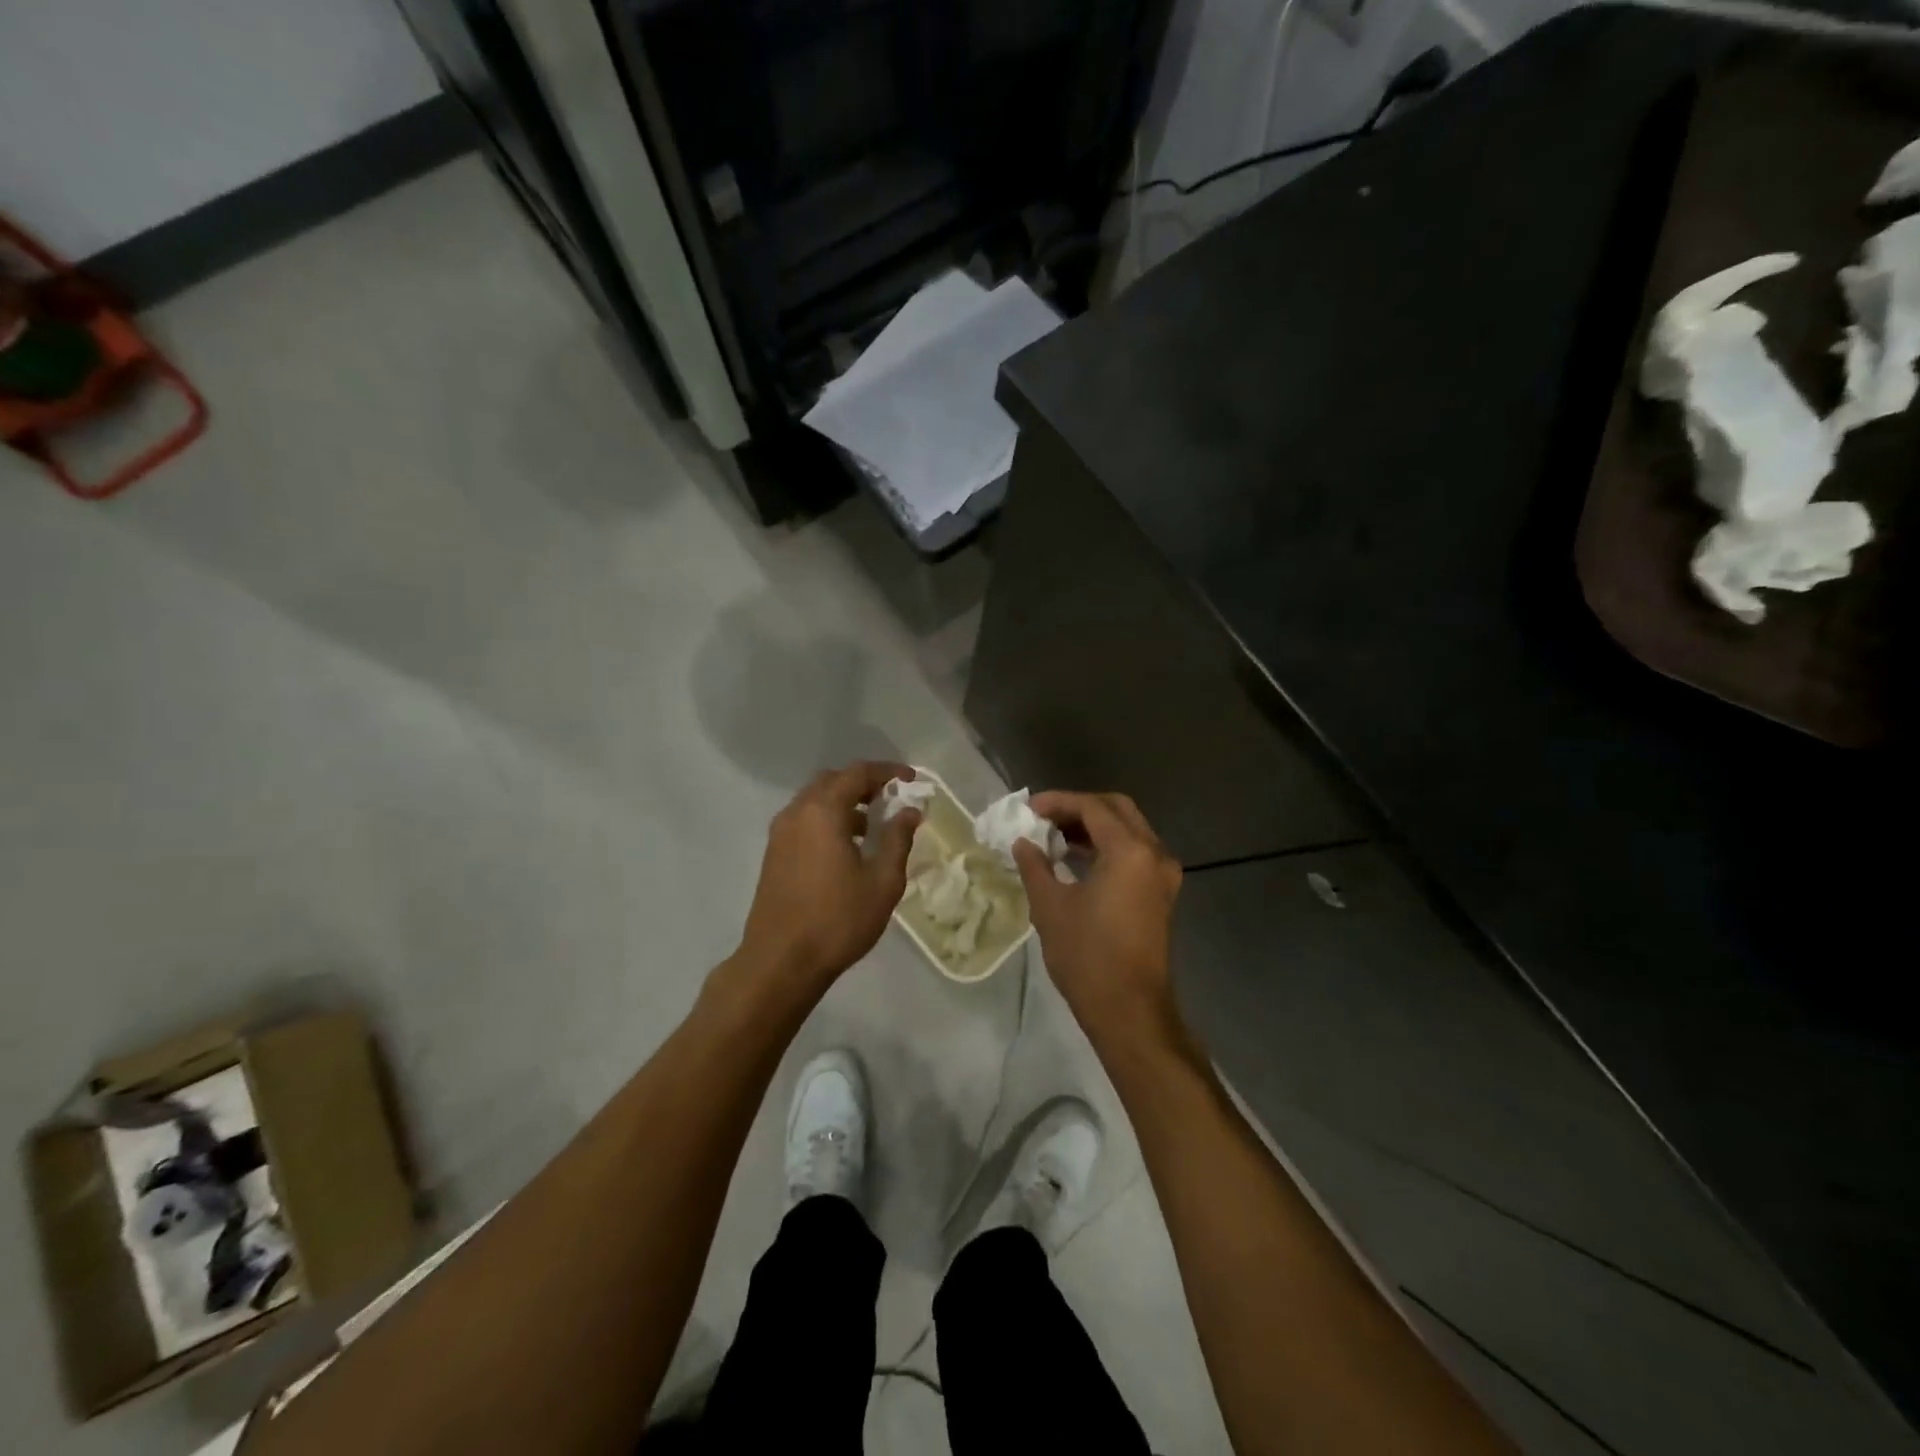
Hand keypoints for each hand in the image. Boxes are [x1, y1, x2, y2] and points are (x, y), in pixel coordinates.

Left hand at [734, 762, 920, 999]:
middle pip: (832, 781)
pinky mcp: (773, 854)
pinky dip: (828, 820)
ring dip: (844, 803)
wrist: (780, 962)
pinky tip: (846, 849)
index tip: (912, 780)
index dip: (888, 772)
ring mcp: (780, 834)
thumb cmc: (837, 920)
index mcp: (822, 811)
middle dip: (864, 784)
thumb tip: (910, 812)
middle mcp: (796, 813)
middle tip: (891, 799)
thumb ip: (898, 839)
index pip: (858, 773)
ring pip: (815, 801)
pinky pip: (804, 820)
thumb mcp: (882, 882)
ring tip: (872, 827)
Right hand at [1013, 792, 1182, 1046]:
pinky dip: (1107, 847)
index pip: (1092, 807)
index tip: (1027, 809)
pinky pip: (1135, 852)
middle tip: (1043, 818)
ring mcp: (1162, 874)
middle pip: (1116, 809)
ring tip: (1053, 837)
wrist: (1130, 1011)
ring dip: (1093, 827)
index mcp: (1129, 851)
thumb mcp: (1050, 907)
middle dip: (1078, 808)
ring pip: (1128, 830)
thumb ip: (1035, 865)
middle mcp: (1153, 853)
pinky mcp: (1160, 893)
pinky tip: (1075, 860)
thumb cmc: (1087, 956)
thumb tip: (1023, 842)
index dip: (1057, 802)